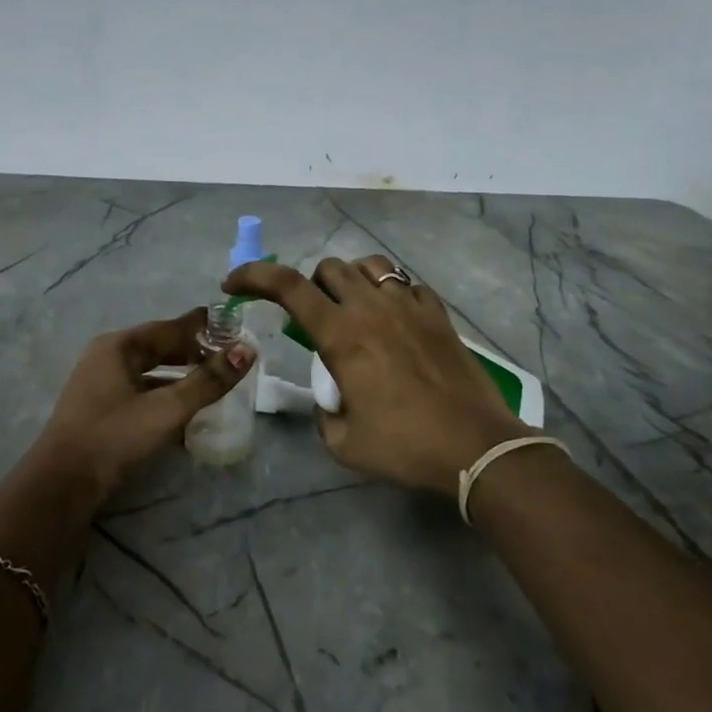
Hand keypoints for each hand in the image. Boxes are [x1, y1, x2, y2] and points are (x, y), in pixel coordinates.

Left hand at [28, 309, 255, 498]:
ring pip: (150, 372)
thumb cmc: (114, 436)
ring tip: (214, 382)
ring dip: (181, 376)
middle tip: (229, 356)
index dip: (202, 326)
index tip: (234, 324)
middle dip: (193, 351)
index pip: (170, 327)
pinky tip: (186, 411)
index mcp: (119, 346)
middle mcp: (108, 357)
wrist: (62, 484)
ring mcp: (101, 384)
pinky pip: (141, 392)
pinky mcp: (102, 410)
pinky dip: (165, 395)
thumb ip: (208, 380)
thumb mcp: (167, 408)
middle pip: (159, 347)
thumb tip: (247, 350)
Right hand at [225, 256, 528, 497]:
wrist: (476, 446)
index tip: (235, 283)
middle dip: (311, 287)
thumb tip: (330, 397)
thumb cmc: (405, 446)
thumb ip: (324, 411)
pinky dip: (391, 292)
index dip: (254, 275)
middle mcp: (371, 308)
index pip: (287, 286)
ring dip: (351, 281)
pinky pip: (407, 283)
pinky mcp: (438, 313)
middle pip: (329, 268)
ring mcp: (409, 305)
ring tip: (355, 310)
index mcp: (341, 334)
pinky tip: (395, 319)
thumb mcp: (343, 442)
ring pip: (369, 265)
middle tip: (315, 318)